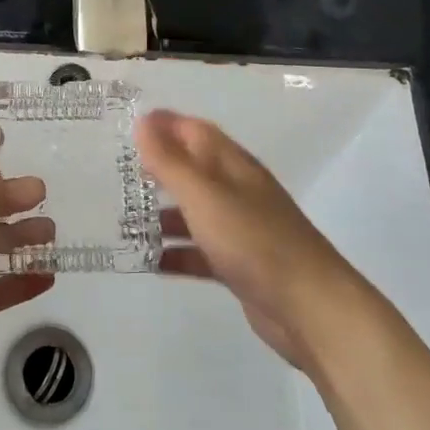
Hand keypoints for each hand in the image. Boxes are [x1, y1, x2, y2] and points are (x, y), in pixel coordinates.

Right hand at [137, 110, 352, 370]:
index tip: (128, 127)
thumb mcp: (204, 196)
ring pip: (194, 212)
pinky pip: (200, 251)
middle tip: (119, 175)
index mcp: (232, 165)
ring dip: (162, 214)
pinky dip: (176, 252)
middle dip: (158, 170)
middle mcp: (237, 191)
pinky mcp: (240, 265)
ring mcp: (240, 229)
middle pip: (193, 170)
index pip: (194, 131)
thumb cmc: (253, 240)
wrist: (309, 308)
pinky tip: (148, 261)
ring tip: (122, 221)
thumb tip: (143, 121)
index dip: (164, 125)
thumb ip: (170, 161)